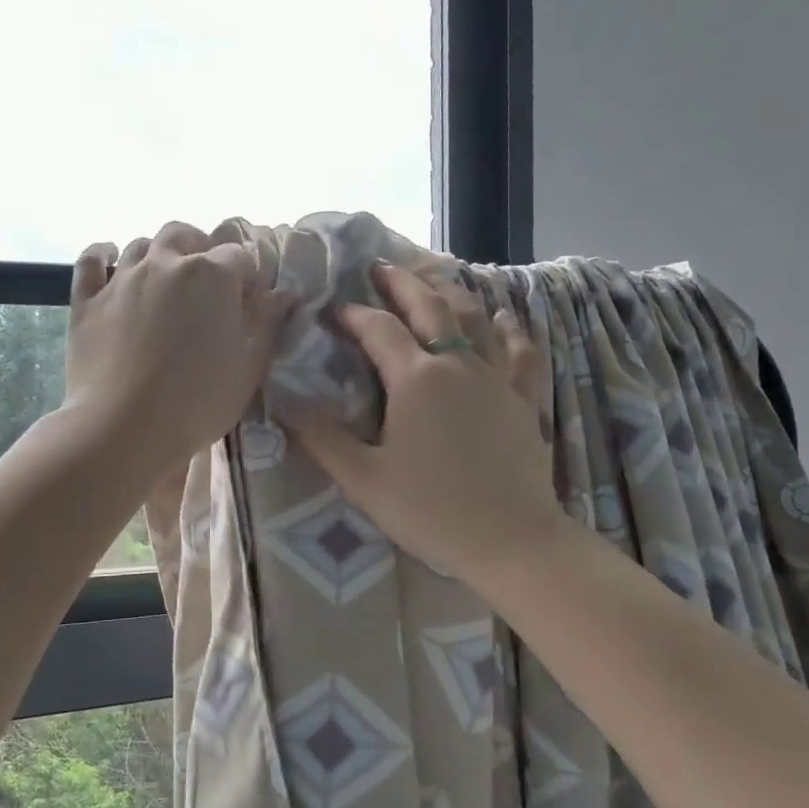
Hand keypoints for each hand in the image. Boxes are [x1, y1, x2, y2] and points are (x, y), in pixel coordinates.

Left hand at [64, 222, 295, 474]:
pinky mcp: (87, 301)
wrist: (124, 428)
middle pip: (184, 235)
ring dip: (157, 254)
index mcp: (212, 275)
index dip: (246, 276)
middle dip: (199, 248)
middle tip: (206, 282)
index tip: (248, 301)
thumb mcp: (248, 367)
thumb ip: (266, 323)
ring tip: (164, 279)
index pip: (239, 256)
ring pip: (141, 244)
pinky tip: (108, 261)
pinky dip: (101, 255)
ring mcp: (121, 279)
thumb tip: (283, 293)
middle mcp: (165, 263)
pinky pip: (91, 261)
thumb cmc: (198, 401)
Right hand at [284, 263, 567, 588]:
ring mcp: (497, 379)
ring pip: (477, 319)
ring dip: (452, 293)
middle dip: (403, 283)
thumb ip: (322, 438)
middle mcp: (458, 365)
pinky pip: (521, 352)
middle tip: (382, 267)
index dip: (353, 315)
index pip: (379, 330)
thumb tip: (284, 404)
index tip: (333, 309)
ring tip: (436, 280)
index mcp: (416, 379)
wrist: (510, 540)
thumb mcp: (363, 479)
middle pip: (431, 307)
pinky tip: (506, 318)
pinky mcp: (524, 400)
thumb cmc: (430, 510)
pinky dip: (511, 328)